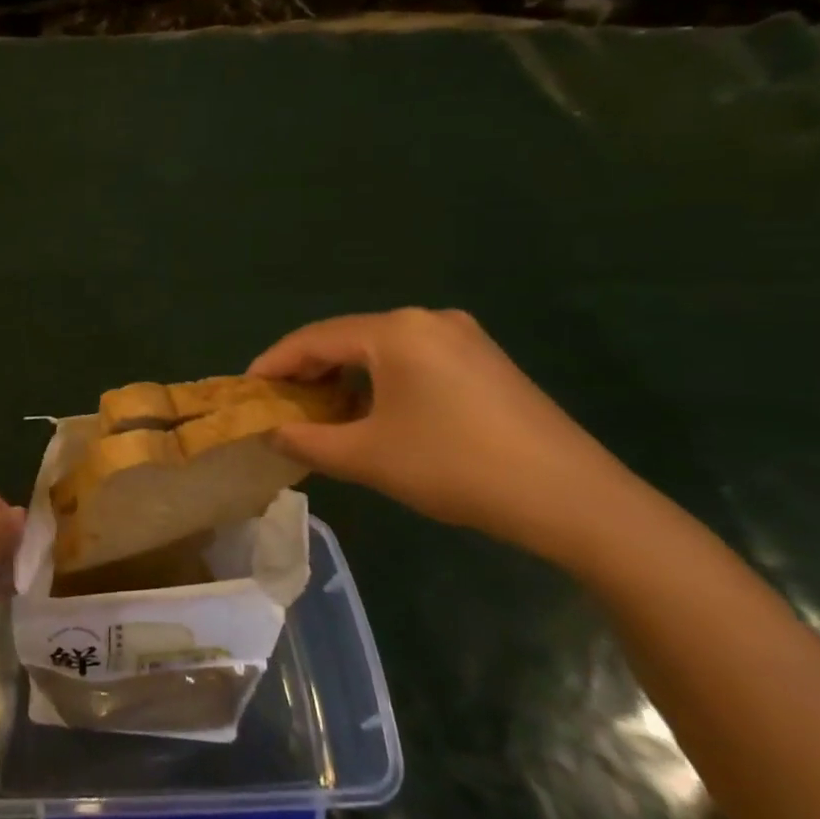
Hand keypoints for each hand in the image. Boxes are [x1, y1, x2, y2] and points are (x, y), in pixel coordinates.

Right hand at [251, 309, 641, 565]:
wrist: (572, 498)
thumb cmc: (455, 467)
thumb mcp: (367, 457)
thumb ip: (307, 440)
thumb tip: (272, 431)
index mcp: (395, 331)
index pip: (314, 339)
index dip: (274, 364)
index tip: (247, 389)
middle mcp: (428, 320)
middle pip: (347, 338)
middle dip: (309, 370)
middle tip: (280, 403)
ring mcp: (463, 338)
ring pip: (381, 350)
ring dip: (345, 377)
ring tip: (321, 412)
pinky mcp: (485, 361)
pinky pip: (413, 360)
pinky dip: (381, 381)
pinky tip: (374, 412)